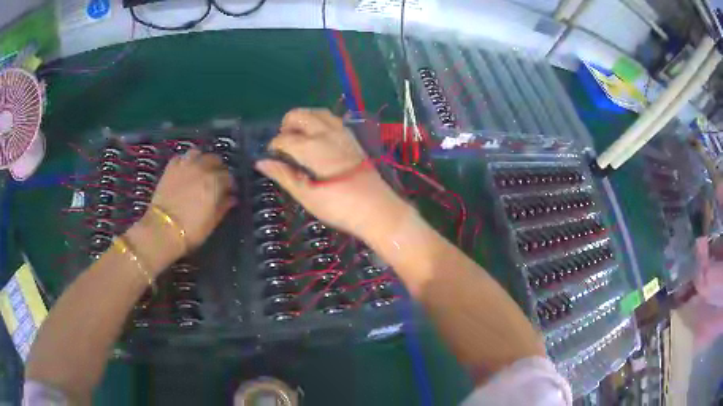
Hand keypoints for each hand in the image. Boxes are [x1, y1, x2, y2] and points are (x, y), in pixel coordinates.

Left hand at [151, 149, 236, 248]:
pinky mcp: (170, 167)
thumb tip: (231, 198)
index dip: (230, 184)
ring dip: (201, 159)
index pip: (229, 176)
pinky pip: (181, 157)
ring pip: (198, 153)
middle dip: (218, 168)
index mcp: (215, 181)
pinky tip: (185, 169)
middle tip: (216, 179)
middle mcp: (202, 168)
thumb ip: (224, 206)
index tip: (230, 192)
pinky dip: (185, 161)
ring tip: (201, 169)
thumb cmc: (192, 230)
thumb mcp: (213, 221)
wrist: (163, 230)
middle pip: (215, 159)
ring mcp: (185, 165)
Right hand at [256, 109, 410, 238]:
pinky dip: (319, 120)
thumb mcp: (307, 195)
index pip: (284, 138)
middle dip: (286, 124)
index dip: (273, 146)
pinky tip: (318, 136)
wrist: (377, 209)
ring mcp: (342, 133)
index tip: (271, 157)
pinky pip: (332, 119)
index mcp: (311, 147)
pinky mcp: (353, 139)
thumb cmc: (339, 207)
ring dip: (304, 118)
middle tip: (282, 143)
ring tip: (298, 135)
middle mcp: (326, 133)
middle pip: (300, 115)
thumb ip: (283, 175)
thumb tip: (261, 163)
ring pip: (318, 112)